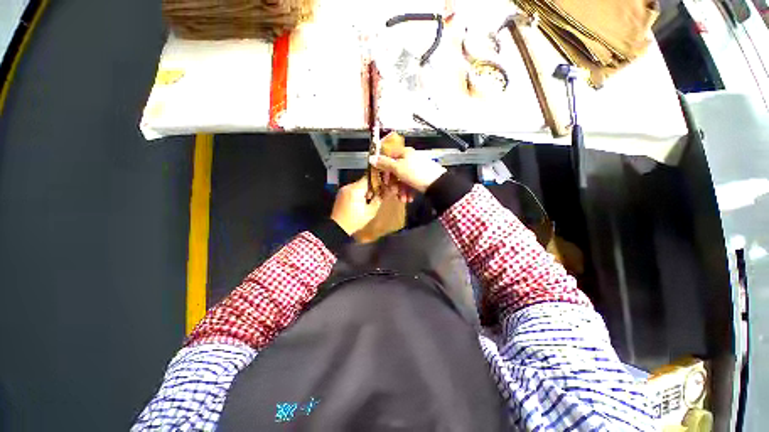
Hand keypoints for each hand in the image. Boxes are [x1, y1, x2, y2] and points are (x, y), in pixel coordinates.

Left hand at [331, 177, 382, 234]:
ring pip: (357, 186)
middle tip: (376, 197)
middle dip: (370, 188)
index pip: (368, 178)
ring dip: (364, 192)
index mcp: (355, 189)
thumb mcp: (370, 211)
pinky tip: (360, 203)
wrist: (338, 228)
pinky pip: (352, 191)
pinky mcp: (340, 195)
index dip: (376, 181)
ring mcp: (343, 190)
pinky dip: (357, 194)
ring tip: (368, 201)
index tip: (382, 186)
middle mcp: (348, 187)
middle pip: (363, 182)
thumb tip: (385, 192)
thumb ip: (378, 199)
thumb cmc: (355, 220)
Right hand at [369, 147, 445, 192]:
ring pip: (402, 180)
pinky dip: (407, 192)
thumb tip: (371, 158)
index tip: (383, 178)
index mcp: (404, 153)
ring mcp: (415, 169)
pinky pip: (409, 184)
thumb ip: (384, 163)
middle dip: (393, 184)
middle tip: (392, 191)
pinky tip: (408, 198)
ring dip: (400, 190)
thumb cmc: (416, 173)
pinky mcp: (420, 178)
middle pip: (395, 171)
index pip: (389, 157)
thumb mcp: (397, 168)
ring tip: (402, 198)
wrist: (437, 184)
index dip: (384, 168)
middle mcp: (410, 159)